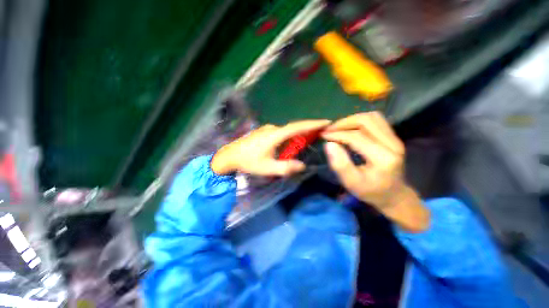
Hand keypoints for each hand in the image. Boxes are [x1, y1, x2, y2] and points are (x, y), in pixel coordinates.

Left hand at [211, 119, 330, 176]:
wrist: (229, 156)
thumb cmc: (248, 162)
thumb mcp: (267, 168)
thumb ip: (285, 168)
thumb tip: (302, 166)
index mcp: (275, 135)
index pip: (297, 127)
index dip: (312, 124)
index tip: (326, 122)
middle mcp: (272, 129)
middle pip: (293, 128)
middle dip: (308, 129)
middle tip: (320, 133)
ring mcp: (267, 129)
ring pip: (286, 131)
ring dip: (297, 134)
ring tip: (307, 140)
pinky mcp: (264, 132)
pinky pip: (281, 133)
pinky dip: (289, 137)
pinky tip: (290, 144)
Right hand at [322, 112, 428, 231]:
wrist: (393, 195)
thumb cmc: (370, 191)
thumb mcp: (351, 182)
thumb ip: (340, 164)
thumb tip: (329, 144)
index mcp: (384, 158)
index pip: (357, 137)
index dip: (337, 134)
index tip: (323, 135)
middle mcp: (393, 144)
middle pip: (367, 121)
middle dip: (344, 123)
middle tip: (330, 130)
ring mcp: (395, 138)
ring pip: (372, 117)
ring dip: (352, 120)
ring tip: (338, 128)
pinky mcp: (393, 137)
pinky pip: (376, 120)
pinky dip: (359, 121)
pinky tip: (350, 129)